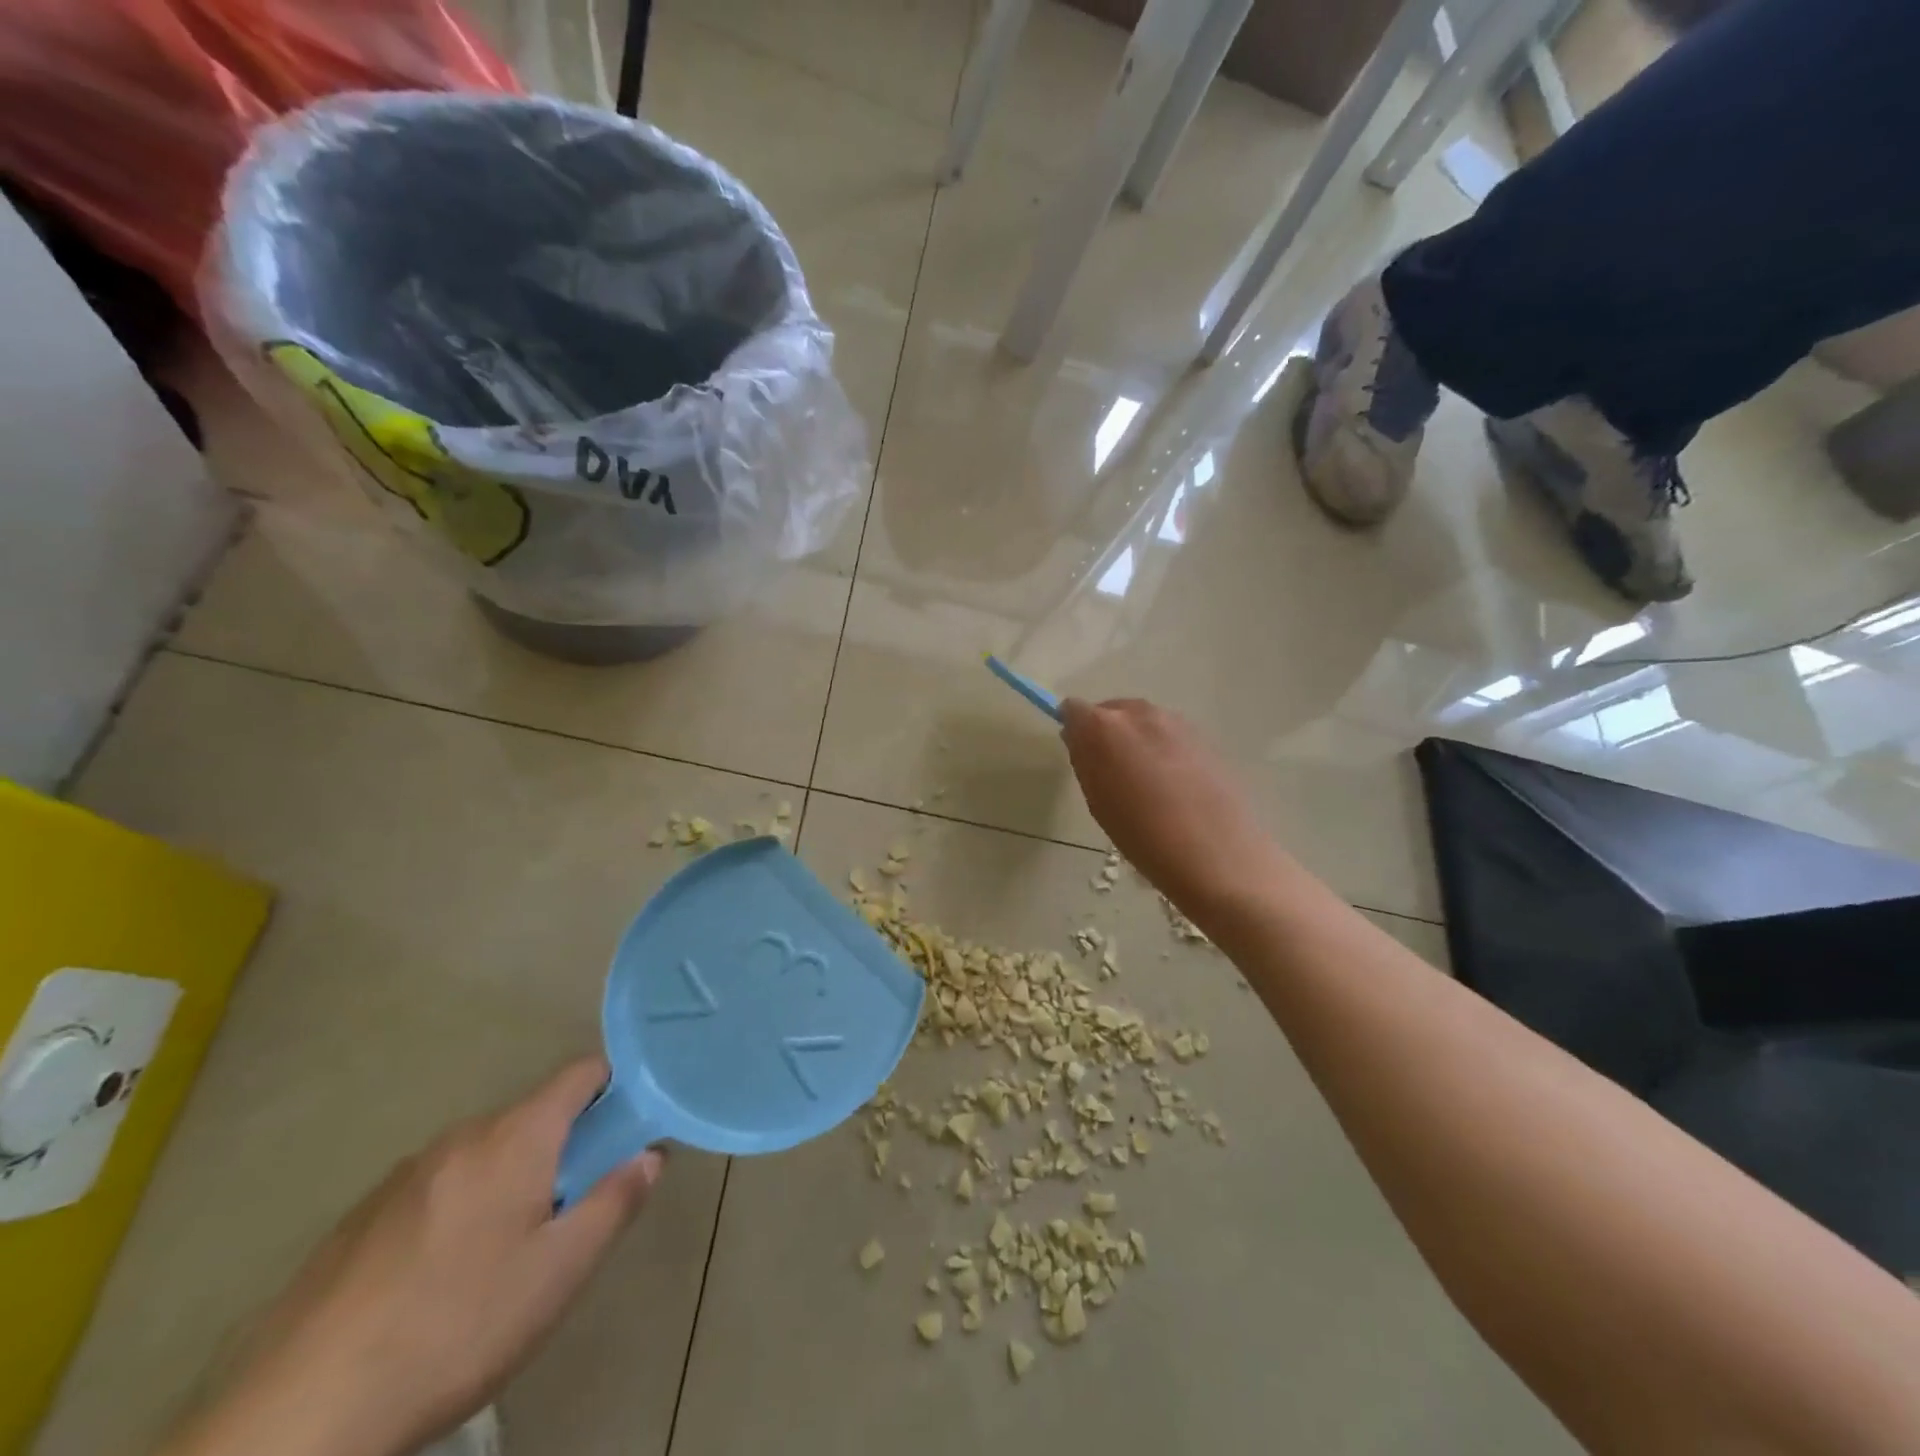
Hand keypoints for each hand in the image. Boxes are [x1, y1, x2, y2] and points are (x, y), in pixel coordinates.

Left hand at [163, 1060, 661, 1455]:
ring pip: (483, 1154)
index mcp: (516, 1137)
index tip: (629, 1125)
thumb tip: (649, 1155)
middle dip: (563, 1147)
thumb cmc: (456, 1328)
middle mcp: (462, 1137)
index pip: (580, 1073)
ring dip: (510, 1179)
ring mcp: (404, 1174)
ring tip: (506, 1254)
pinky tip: (441, 1279)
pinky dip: (460, 1206)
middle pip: (532, 1116)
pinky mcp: (360, 1217)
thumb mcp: (559, 1273)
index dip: (615, 1085)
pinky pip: (436, 1187)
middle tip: (571, 1210)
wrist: (298, 1416)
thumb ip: (614, 1201)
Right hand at [1059, 698, 1287, 916]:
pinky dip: (1162, 749)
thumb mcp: (1098, 802)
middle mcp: (1139, 713)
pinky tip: (1172, 785)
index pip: (1074, 710)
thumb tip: (1079, 739)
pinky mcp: (1203, 736)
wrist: (1216, 852)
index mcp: (1104, 726)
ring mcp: (1175, 721)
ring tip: (1144, 782)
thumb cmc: (1143, 835)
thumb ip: (1085, 761)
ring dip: (1135, 740)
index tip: (1079, 754)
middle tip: (1110, 772)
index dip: (1074, 730)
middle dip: (1105, 733)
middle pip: (1111, 710)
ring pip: (1142, 721)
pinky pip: (1168, 734)